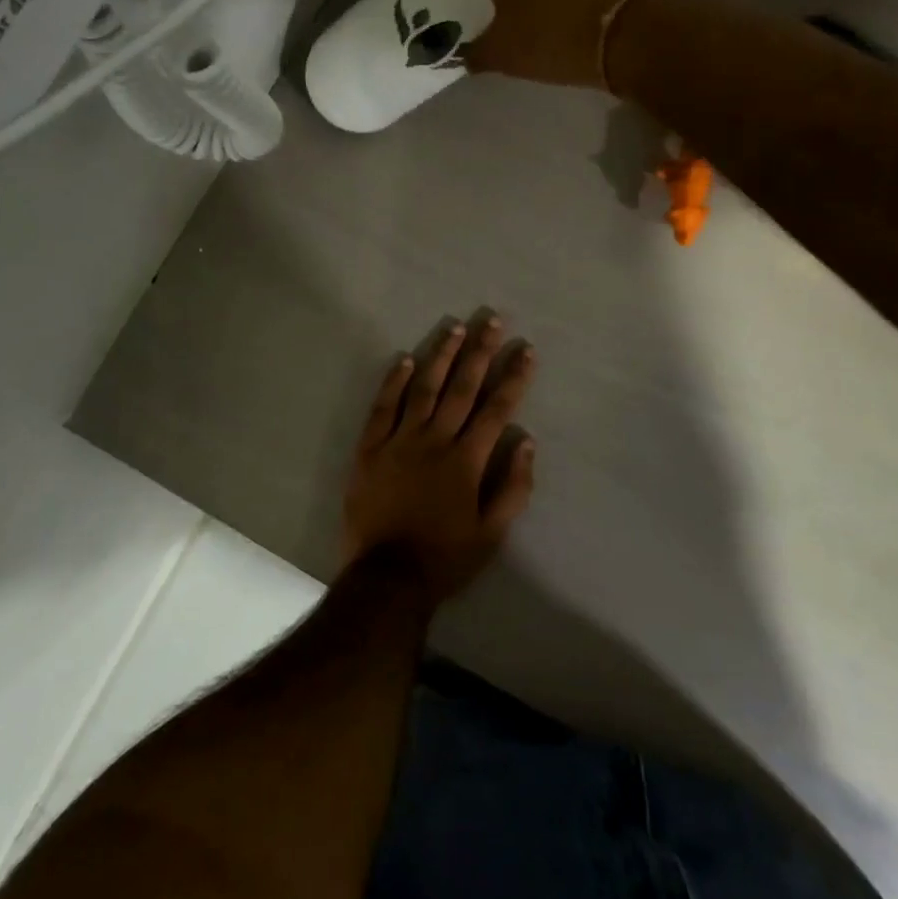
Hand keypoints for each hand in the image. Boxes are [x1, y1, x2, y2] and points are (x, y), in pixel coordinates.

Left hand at [342, 314, 537, 602]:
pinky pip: (383, 407)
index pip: (496, 409)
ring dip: (441, 356)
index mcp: (466, 461)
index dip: (513, 378)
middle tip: (491, 320)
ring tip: (455, 328)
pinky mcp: (370, 448)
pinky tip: (406, 360)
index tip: (525, 350)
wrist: (386, 577)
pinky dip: (394, 382)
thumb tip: (526, 443)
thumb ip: (512, 488)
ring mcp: (399, 441)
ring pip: (424, 389)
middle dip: (480, 352)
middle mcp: (435, 441)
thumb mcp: (491, 535)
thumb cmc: (444, 558)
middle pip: (462, 388)